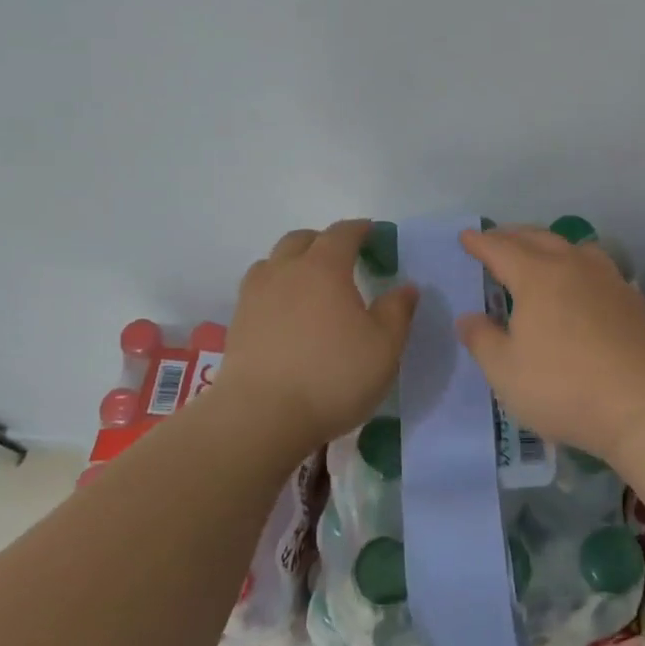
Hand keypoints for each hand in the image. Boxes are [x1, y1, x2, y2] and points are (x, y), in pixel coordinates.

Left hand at [219, 220, 418, 453]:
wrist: (261, 416)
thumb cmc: (332, 376)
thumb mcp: (384, 347)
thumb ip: (397, 312)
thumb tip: (406, 287)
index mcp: (324, 268)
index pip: (342, 233)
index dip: (359, 229)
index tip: (372, 232)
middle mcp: (286, 271)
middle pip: (301, 240)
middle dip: (323, 240)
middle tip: (342, 257)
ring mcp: (256, 296)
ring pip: (273, 262)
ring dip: (293, 262)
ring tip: (310, 282)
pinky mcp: (238, 323)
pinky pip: (258, 289)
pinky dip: (276, 289)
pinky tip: (286, 312)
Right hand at [456, 225, 644, 463]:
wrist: (641, 404)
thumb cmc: (563, 387)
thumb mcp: (506, 372)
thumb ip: (483, 340)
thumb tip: (469, 317)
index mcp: (536, 276)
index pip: (501, 249)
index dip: (481, 243)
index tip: (466, 237)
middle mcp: (573, 266)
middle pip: (538, 238)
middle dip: (513, 236)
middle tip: (496, 238)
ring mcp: (608, 280)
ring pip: (574, 247)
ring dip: (550, 244)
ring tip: (540, 253)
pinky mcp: (632, 300)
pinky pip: (598, 267)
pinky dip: (579, 264)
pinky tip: (580, 283)